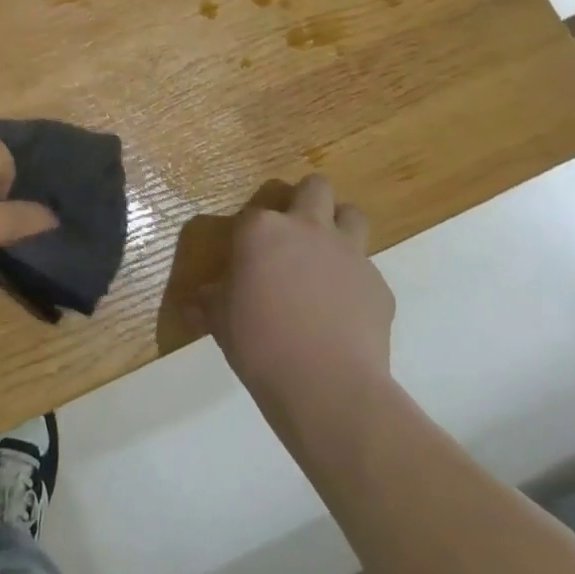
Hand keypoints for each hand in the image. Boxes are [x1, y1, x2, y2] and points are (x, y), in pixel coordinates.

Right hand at [197, 175, 394, 414]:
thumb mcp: (220, 320)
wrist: (326, 385)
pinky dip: (356, 282)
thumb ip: (210, 301)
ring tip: (327, 258)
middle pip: (316, 188)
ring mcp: (348, 253)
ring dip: (340, 228)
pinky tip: (345, 312)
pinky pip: (367, 270)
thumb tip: (195, 301)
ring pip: (352, 215)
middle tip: (296, 231)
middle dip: (309, 199)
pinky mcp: (379, 285)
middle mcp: (307, 228)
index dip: (250, 234)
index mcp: (262, 229)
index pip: (254, 214)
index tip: (247, 259)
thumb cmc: (259, 343)